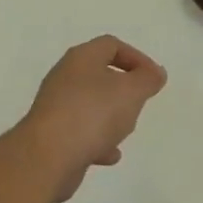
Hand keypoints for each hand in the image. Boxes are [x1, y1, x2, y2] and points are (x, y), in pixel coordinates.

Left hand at [18, 35, 166, 202]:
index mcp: (82, 58)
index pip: (112, 45)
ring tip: (125, 130)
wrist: (46, 157)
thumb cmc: (92, 114)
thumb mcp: (131, 92)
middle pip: (100, 74)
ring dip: (110, 116)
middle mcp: (65, 77)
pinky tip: (110, 155)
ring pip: (90, 104)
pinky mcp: (51, 135)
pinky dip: (98, 140)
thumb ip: (147, 80)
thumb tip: (156, 73)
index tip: (153, 79)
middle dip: (123, 89)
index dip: (136, 58)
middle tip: (139, 103)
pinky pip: (80, 131)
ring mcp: (55, 106)